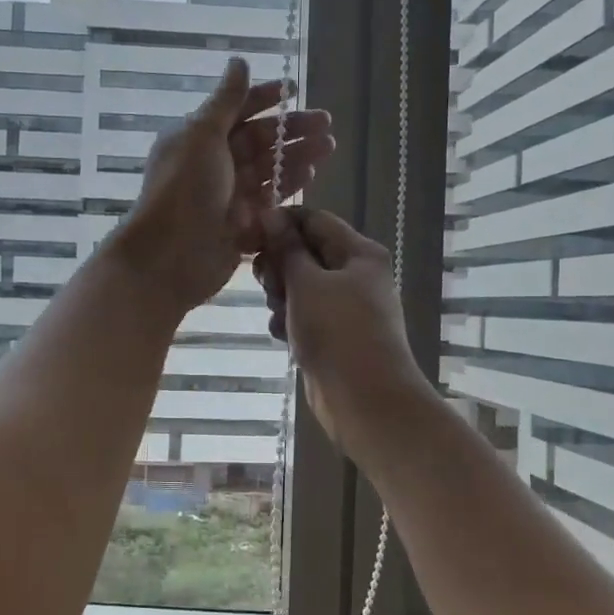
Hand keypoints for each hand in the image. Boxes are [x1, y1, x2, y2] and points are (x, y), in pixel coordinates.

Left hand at [113, 58, 334, 311]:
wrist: (169, 256)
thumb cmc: (183, 189)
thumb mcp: (201, 135)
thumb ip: (225, 101)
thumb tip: (239, 61)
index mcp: (198, 138)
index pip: (235, 111)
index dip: (262, 99)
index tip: (292, 90)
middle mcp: (213, 165)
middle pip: (258, 141)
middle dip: (292, 130)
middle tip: (327, 125)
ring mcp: (228, 197)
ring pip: (268, 171)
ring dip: (297, 158)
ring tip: (328, 148)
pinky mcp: (240, 226)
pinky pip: (269, 202)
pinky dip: (288, 189)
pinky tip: (310, 177)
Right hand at [253, 208, 431, 452]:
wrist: (364, 400)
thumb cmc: (338, 332)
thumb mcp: (306, 283)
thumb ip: (286, 249)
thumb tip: (269, 214)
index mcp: (358, 252)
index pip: (313, 220)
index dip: (279, 224)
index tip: (248, 236)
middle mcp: (355, 274)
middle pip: (304, 253)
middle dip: (279, 267)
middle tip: (268, 285)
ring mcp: (345, 307)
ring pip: (300, 286)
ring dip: (281, 297)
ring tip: (279, 316)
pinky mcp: (333, 335)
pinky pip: (303, 315)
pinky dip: (289, 322)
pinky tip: (282, 336)